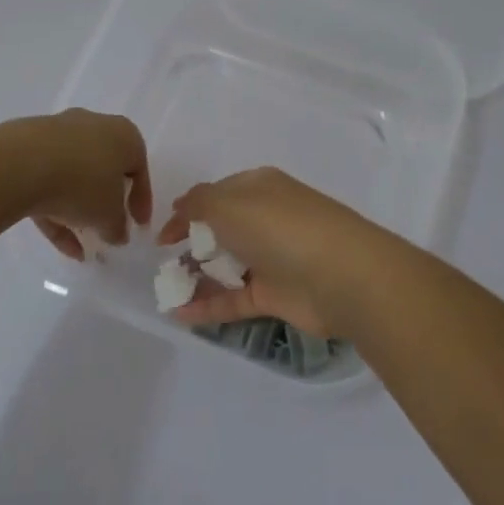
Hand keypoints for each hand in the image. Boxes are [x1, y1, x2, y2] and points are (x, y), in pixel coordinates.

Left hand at [26, 109, 152, 259]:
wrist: (21, 164)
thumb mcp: (110, 215)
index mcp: (124, 134)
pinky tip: (56, 242)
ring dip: (77, 209)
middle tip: (106, 228)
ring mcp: (58, 134)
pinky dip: (54, 209)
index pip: (139, 169)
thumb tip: (118, 234)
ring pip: (73, 176)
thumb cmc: (84, 183)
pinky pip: (47, 181)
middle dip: (105, 202)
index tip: (138, 225)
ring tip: (79, 242)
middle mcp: (93, 126)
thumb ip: (118, 227)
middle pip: (104, 168)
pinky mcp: (28, 147)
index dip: (140, 201)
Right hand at [156, 167, 401, 338]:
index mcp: (259, 188)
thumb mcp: (228, 203)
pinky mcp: (276, 295)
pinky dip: (208, 307)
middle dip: (191, 245)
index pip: (216, 195)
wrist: (342, 276)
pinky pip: (234, 299)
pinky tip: (179, 316)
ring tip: (165, 291)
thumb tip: (183, 206)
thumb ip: (198, 202)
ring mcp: (273, 259)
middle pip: (222, 231)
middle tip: (164, 264)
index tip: (161, 236)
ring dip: (197, 277)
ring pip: (227, 266)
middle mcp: (267, 220)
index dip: (187, 212)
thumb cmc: (280, 228)